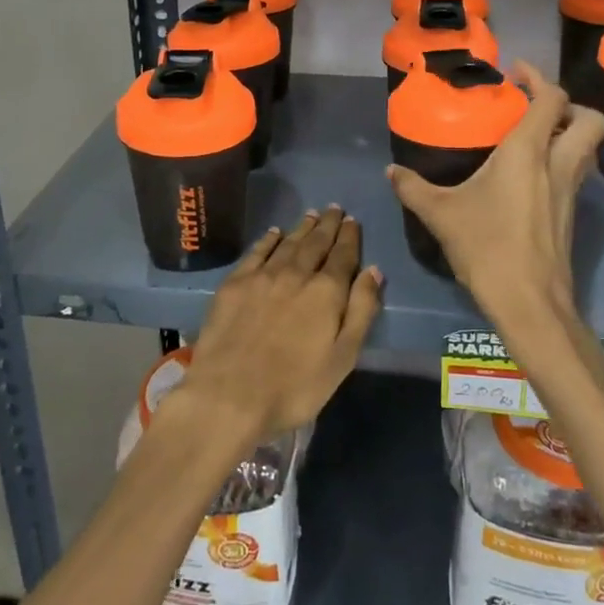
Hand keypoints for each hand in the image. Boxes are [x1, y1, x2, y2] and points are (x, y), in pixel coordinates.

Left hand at [174, 207, 383, 442]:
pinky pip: (257, 251)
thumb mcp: (342, 358)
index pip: (343, 255)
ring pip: (288, 243)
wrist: (229, 394)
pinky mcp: (235, 283)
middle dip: (328, 225)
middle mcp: (296, 273)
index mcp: (326, 292)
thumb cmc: (294, 387)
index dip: (350, 237)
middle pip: (316, 242)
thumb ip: (361, 311)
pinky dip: (269, 239)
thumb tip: (374, 270)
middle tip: (335, 209)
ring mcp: (262, 275)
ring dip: (302, 227)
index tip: (353, 221)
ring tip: (312, 214)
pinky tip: (275, 233)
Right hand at [387, 63, 603, 344]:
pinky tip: (530, 176)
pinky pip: (576, 172)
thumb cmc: (486, 247)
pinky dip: (562, 160)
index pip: (552, 100)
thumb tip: (391, 171)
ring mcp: (570, 191)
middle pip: (591, 120)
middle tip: (537, 106)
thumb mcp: (440, 214)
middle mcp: (557, 164)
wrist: (529, 301)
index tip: (516, 72)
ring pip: (588, 148)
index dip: (539, 78)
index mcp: (528, 152)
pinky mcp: (571, 214)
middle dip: (570, 105)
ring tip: (533, 136)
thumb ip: (413, 187)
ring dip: (569, 132)